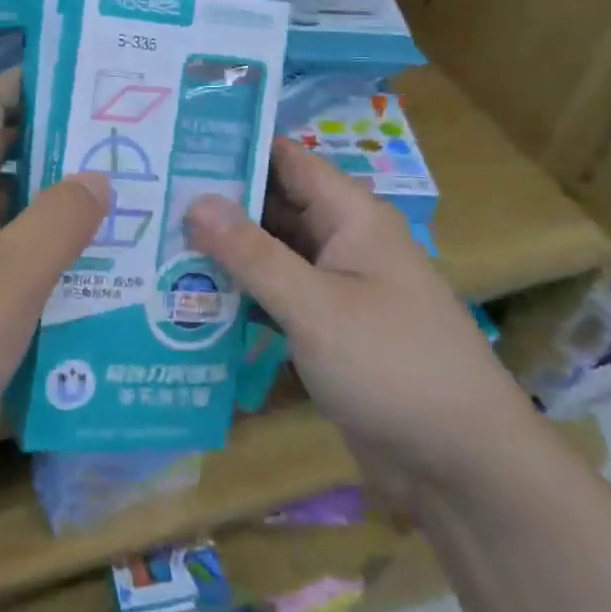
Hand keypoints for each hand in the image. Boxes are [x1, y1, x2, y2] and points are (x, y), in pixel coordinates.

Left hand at [0, 70, 109, 466]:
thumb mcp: (12, 276)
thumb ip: (61, 219)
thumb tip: (98, 176)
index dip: (33, 82)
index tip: (90, 80)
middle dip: (58, 146)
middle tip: (124, 145)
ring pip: (1, 204)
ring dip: (51, 202)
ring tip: (119, 201)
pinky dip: (34, 247)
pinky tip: (82, 265)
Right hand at [186, 138, 540, 504]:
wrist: (463, 467)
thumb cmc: (394, 366)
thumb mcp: (316, 307)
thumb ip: (252, 254)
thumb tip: (194, 201)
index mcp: (350, 216)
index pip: (285, 160)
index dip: (234, 147)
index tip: (173, 144)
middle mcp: (341, 241)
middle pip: (271, 207)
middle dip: (215, 204)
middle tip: (147, 198)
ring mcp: (333, 288)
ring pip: (268, 254)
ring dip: (221, 253)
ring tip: (151, 243)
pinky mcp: (325, 329)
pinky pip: (274, 297)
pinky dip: (238, 294)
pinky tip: (185, 299)